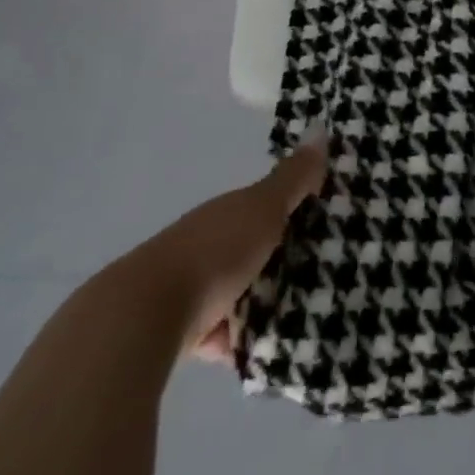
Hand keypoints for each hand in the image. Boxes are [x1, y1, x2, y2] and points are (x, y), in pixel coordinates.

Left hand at [112, 126, 328, 363]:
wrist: (144, 317)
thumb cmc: (214, 252)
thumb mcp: (263, 208)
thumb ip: (293, 178)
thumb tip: (320, 129)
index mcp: (226, 211)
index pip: (266, 205)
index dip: (296, 209)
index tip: (330, 221)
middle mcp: (208, 243)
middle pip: (254, 249)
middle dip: (282, 258)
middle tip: (326, 271)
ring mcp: (194, 287)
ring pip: (239, 291)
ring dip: (262, 300)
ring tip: (305, 312)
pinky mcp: (185, 331)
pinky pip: (225, 334)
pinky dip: (242, 338)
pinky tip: (269, 345)